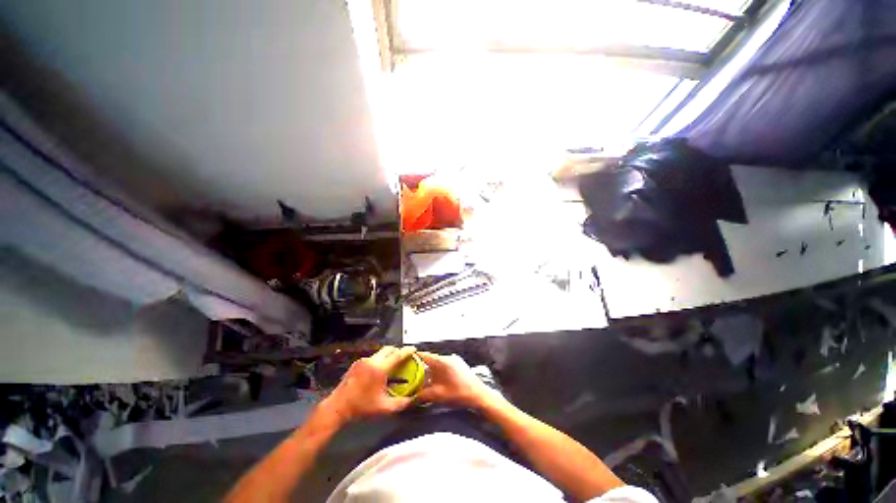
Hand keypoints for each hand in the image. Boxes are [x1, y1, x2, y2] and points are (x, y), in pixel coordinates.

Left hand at [323, 346, 416, 423]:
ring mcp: (363, 361)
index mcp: (379, 369)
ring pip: (380, 352)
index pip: (397, 355)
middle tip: (404, 357)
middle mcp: (372, 361)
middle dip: (398, 351)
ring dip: (388, 355)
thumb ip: (401, 403)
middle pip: (389, 349)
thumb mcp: (384, 408)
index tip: (414, 349)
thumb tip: (413, 400)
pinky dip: (380, 359)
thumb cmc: (361, 407)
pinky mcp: (357, 363)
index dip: (407, 351)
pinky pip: (373, 357)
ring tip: (393, 364)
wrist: (338, 407)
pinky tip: (379, 370)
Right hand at [416, 352, 503, 409]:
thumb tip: (409, 400)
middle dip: (421, 368)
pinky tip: (437, 382)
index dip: (414, 357)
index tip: (406, 359)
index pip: (424, 355)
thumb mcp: (437, 396)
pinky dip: (439, 372)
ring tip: (424, 381)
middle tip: (412, 375)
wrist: (479, 395)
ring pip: (438, 364)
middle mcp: (448, 357)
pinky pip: (445, 366)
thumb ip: (421, 396)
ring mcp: (455, 360)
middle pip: (430, 360)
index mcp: (441, 361)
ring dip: (431, 371)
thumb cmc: (459, 394)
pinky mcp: (459, 365)